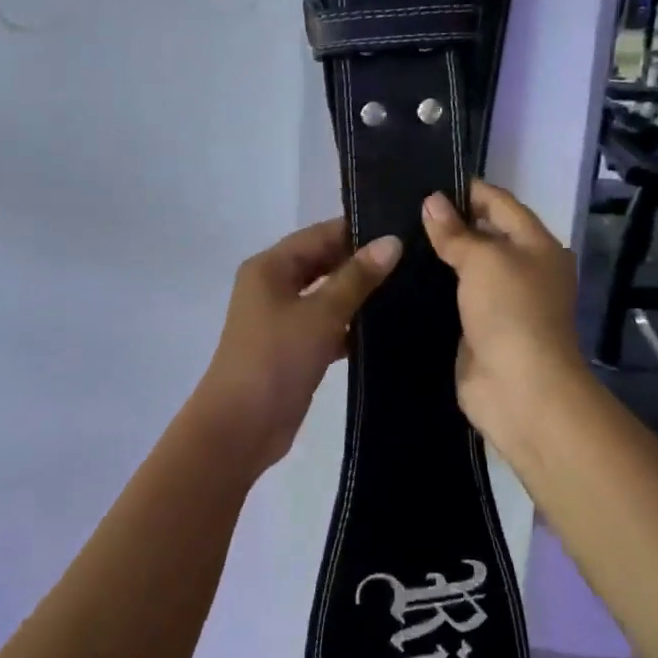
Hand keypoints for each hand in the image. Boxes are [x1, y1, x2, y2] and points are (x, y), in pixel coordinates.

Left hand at [194, 219, 400, 475]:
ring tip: (412, 288)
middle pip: (324, 263)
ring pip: (328, 296)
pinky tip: (390, 328)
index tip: (404, 230)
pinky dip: (352, 326)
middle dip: (363, 263)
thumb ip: (357, 278)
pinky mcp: (295, 349)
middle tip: (415, 259)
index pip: (320, 235)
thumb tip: (392, 242)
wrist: (241, 427)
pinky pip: (329, 326)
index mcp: (270, 267)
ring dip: (361, 296)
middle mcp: (274, 286)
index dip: (359, 231)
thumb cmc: (276, 359)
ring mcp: (283, 319)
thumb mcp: (320, 314)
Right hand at [422, 183, 587, 460]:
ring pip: (465, 269)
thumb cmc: (511, 311)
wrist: (519, 388)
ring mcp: (500, 302)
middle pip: (483, 235)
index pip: (500, 203)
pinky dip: (431, 289)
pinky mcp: (478, 329)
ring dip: (436, 257)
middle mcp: (523, 269)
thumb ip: (456, 231)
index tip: (424, 182)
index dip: (466, 190)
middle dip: (447, 223)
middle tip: (399, 209)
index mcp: (537, 245)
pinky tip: (399, 277)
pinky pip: (453, 299)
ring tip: (393, 238)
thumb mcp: (484, 260)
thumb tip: (432, 201)